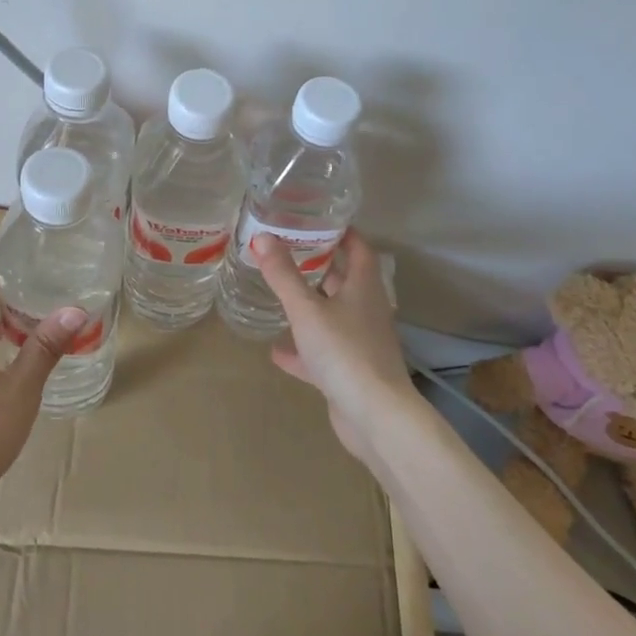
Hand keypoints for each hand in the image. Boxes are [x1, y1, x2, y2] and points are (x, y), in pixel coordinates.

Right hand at [254, 230, 421, 460]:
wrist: (374, 416)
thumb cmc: (344, 352)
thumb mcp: (307, 309)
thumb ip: (283, 275)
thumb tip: (261, 237)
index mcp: (364, 288)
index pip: (358, 248)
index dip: (341, 232)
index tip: (316, 219)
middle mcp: (366, 311)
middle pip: (344, 281)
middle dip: (319, 266)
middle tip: (286, 251)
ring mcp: (360, 343)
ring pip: (333, 316)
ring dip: (310, 307)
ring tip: (279, 294)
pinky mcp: (350, 372)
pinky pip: (322, 353)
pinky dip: (302, 350)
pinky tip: (277, 351)